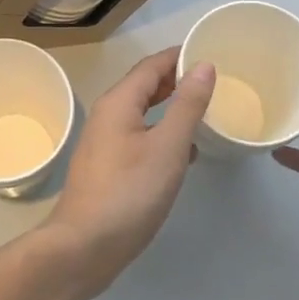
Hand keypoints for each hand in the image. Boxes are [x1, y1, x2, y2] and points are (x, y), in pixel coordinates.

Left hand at [39, 47, 215, 299]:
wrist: (84, 247)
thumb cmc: (129, 193)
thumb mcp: (167, 147)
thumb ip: (187, 105)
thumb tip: (203, 65)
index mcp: (119, 102)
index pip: (152, 65)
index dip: (180, 56)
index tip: (212, 52)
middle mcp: (108, 116)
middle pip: (145, 86)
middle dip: (177, 80)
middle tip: (214, 81)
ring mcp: (106, 143)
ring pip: (143, 113)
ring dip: (172, 108)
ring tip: (206, 112)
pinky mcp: (109, 168)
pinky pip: (140, 137)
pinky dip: (163, 134)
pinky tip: (185, 152)